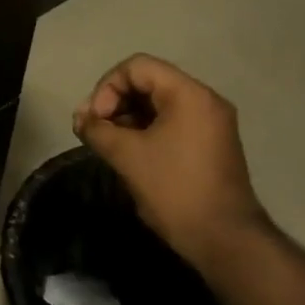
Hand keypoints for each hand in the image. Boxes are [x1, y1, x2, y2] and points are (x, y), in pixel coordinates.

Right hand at [73, 54, 269, 269]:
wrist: (222, 237)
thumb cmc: (173, 189)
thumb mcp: (126, 156)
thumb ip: (97, 130)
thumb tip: (81, 119)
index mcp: (189, 94)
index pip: (137, 67)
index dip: (107, 88)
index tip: (95, 121)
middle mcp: (205, 100)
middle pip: (148, 82)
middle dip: (115, 103)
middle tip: (94, 132)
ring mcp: (211, 123)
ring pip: (158, 104)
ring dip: (128, 118)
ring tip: (108, 145)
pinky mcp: (211, 144)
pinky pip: (172, 123)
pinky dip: (146, 131)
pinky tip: (129, 154)